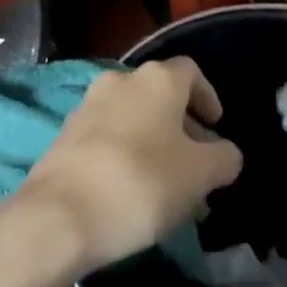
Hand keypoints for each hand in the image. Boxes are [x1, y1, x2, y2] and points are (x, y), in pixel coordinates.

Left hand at [20, 57, 243, 272]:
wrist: (60, 214)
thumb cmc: (142, 183)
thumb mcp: (200, 175)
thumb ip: (223, 158)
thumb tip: (226, 153)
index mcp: (157, 79)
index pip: (191, 72)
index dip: (208, 97)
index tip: (216, 128)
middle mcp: (121, 79)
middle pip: (160, 95)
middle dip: (182, 127)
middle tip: (196, 165)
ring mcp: (88, 104)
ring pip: (133, 117)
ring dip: (153, 142)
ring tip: (167, 185)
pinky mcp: (65, 133)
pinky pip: (107, 135)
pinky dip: (125, 152)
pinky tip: (132, 191)